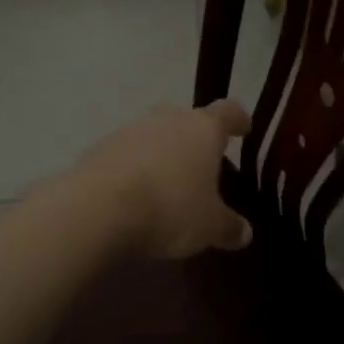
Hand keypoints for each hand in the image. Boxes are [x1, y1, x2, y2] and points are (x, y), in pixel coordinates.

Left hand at [73, 100, 254, 259]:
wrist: (98, 207)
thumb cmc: (170, 207)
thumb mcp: (209, 227)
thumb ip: (229, 227)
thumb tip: (244, 232)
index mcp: (204, 128)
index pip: (228, 112)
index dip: (238, 120)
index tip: (243, 129)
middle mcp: (170, 118)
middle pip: (189, 120)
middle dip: (196, 140)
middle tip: (203, 166)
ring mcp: (133, 128)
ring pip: (157, 134)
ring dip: (163, 153)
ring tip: (167, 184)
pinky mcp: (102, 146)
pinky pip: (128, 152)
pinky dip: (136, 167)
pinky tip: (136, 193)